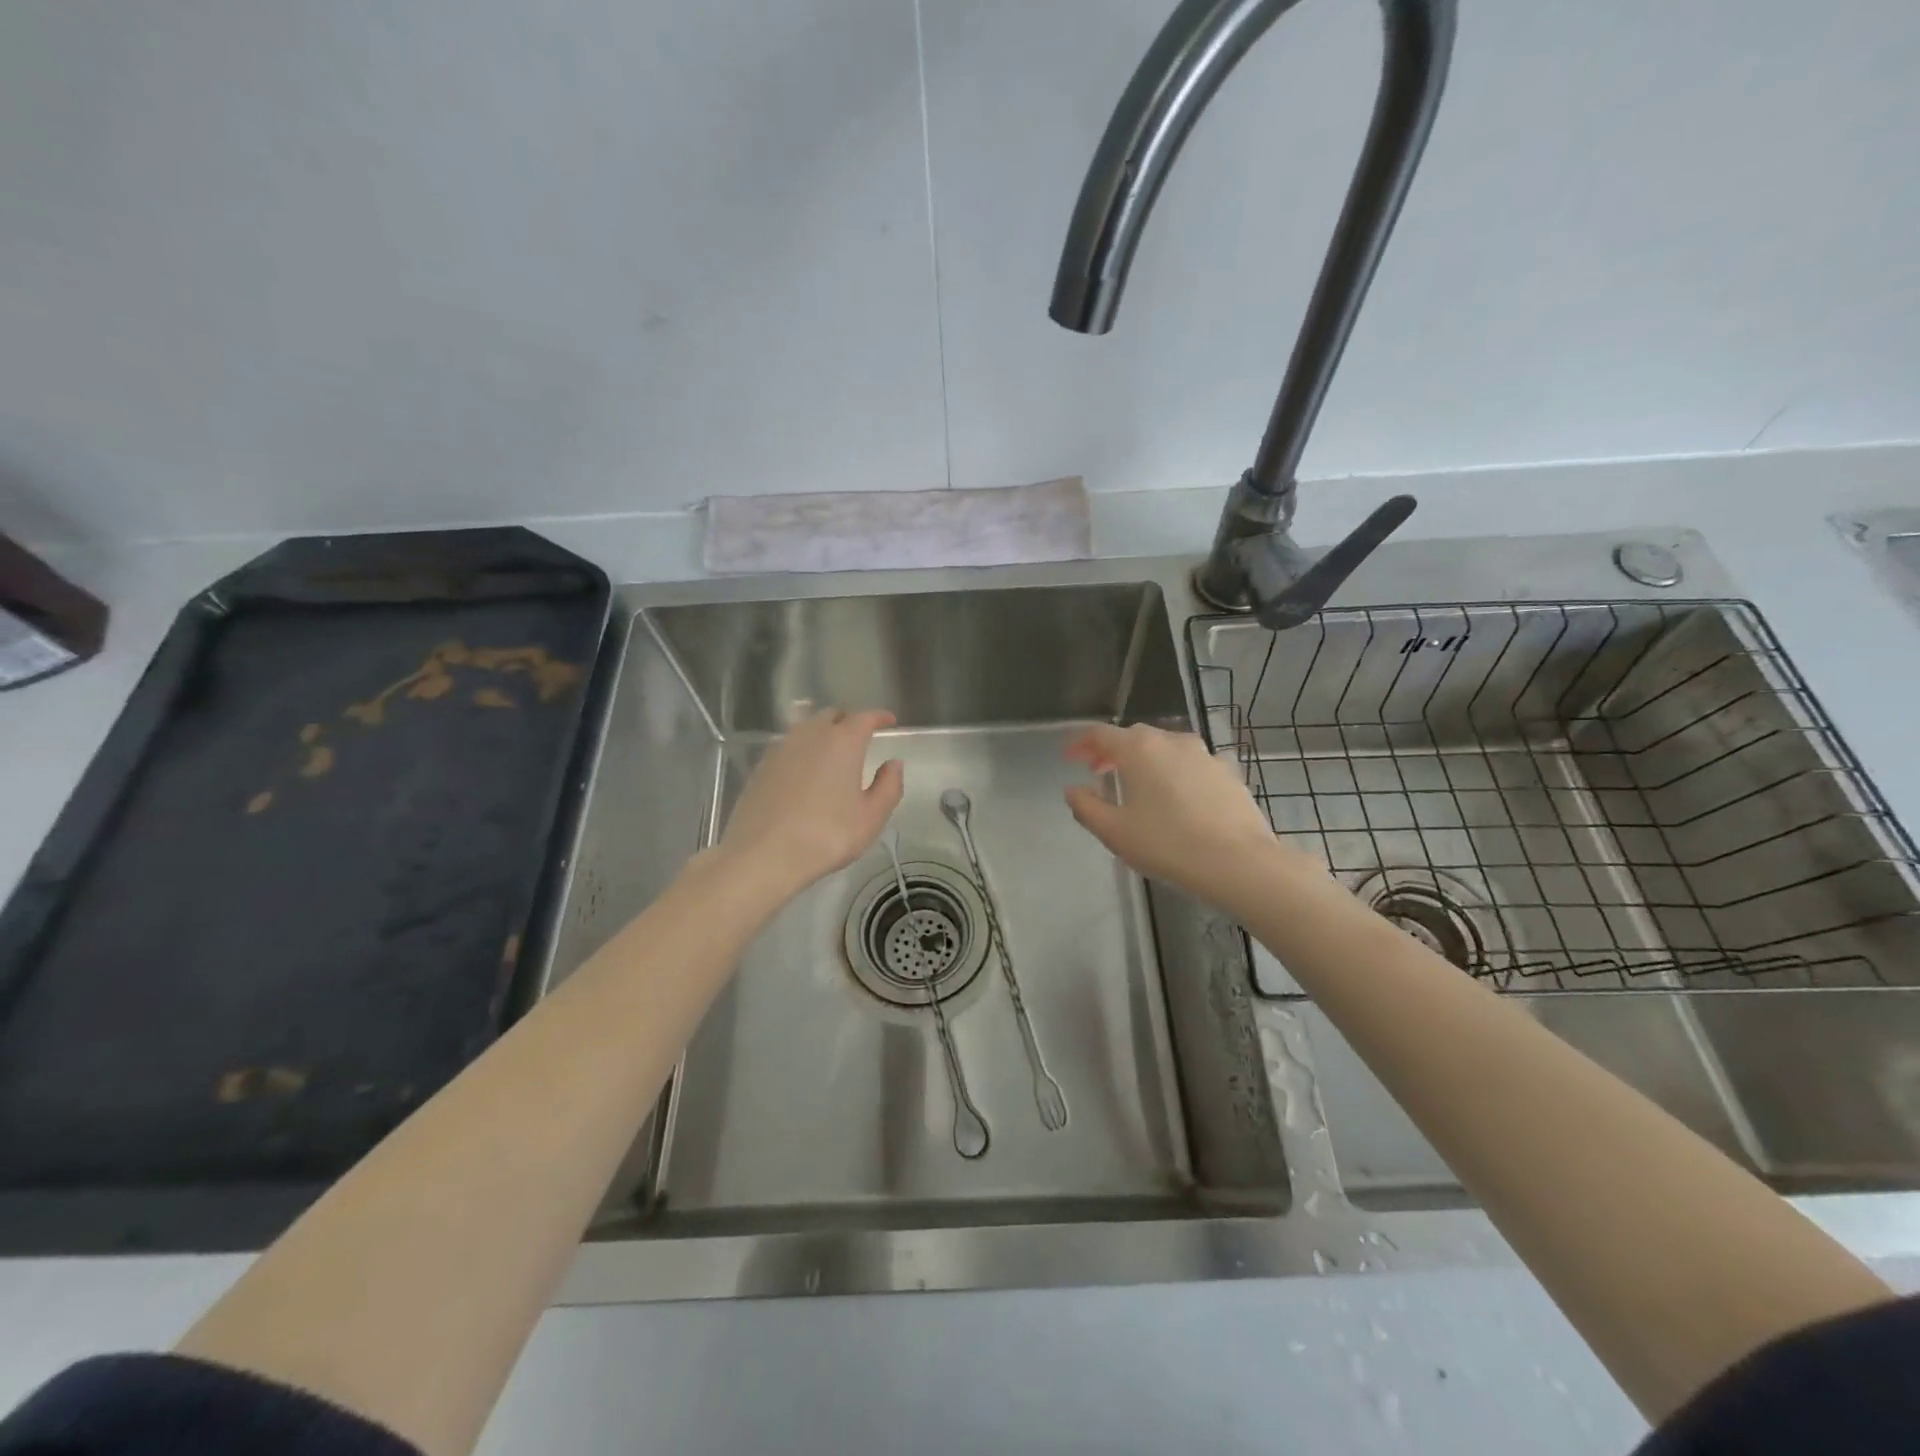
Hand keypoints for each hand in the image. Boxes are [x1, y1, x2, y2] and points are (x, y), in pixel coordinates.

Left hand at [718, 708, 904, 895]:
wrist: (763, 854)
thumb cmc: (826, 835)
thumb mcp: (870, 817)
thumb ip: (888, 786)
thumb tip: (894, 764)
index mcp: (843, 742)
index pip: (865, 717)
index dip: (879, 717)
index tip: (889, 721)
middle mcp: (810, 735)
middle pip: (832, 716)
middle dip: (849, 722)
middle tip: (861, 738)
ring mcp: (781, 748)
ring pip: (807, 729)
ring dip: (823, 734)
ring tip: (833, 754)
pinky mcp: (761, 766)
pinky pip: (788, 747)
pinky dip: (802, 751)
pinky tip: (805, 772)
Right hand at [1064, 723, 1318, 905]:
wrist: (1239, 862)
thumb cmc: (1167, 844)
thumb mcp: (1114, 832)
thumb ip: (1086, 807)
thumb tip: (1073, 790)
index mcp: (1139, 749)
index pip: (1100, 734)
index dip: (1080, 743)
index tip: (1069, 757)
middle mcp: (1171, 741)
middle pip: (1134, 737)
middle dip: (1111, 751)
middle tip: (1098, 771)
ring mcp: (1204, 754)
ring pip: (1165, 748)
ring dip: (1144, 761)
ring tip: (1137, 785)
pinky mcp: (1227, 773)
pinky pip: (1190, 765)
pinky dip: (1173, 773)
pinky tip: (1175, 799)